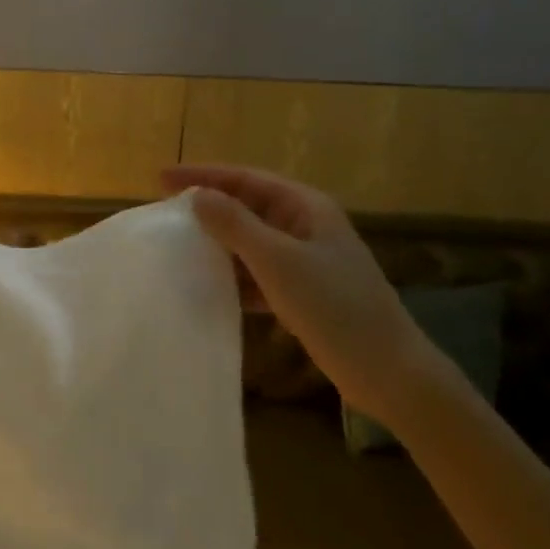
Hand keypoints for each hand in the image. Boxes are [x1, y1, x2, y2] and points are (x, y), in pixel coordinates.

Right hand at [164, 165, 452, 427]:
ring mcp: (306, 260)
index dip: (202, 175)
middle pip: (246, 206)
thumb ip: (235, 225)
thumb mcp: (278, 261)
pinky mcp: (303, 292)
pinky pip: (258, 273)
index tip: (160, 179)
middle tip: (164, 212)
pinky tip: (209, 286)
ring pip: (250, 241)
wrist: (389, 372)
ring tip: (179, 248)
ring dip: (217, 244)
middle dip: (207, 208)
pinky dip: (234, 276)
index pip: (244, 178)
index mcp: (305, 207)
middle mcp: (305, 226)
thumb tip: (197, 196)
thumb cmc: (335, 306)